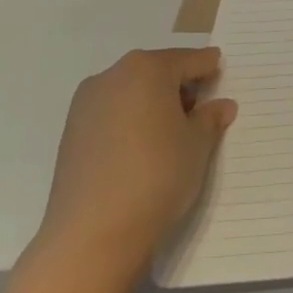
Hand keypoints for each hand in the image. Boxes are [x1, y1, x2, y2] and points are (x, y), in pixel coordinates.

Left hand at [37, 47, 235, 264]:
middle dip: (179, 85)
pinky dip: (130, 119)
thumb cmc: (157, 175)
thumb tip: (221, 105)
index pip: (189, 60)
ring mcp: (86, 103)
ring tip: (171, 133)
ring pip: (131, 91)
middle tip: (200, 109)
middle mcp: (112, 75)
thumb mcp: (198, 145)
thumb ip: (210, 118)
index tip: (221, 74)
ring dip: (152, 102)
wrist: (93, 233)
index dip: (209, 68)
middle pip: (156, 71)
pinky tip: (142, 147)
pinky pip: (111, 112)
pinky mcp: (71, 131)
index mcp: (147, 68)